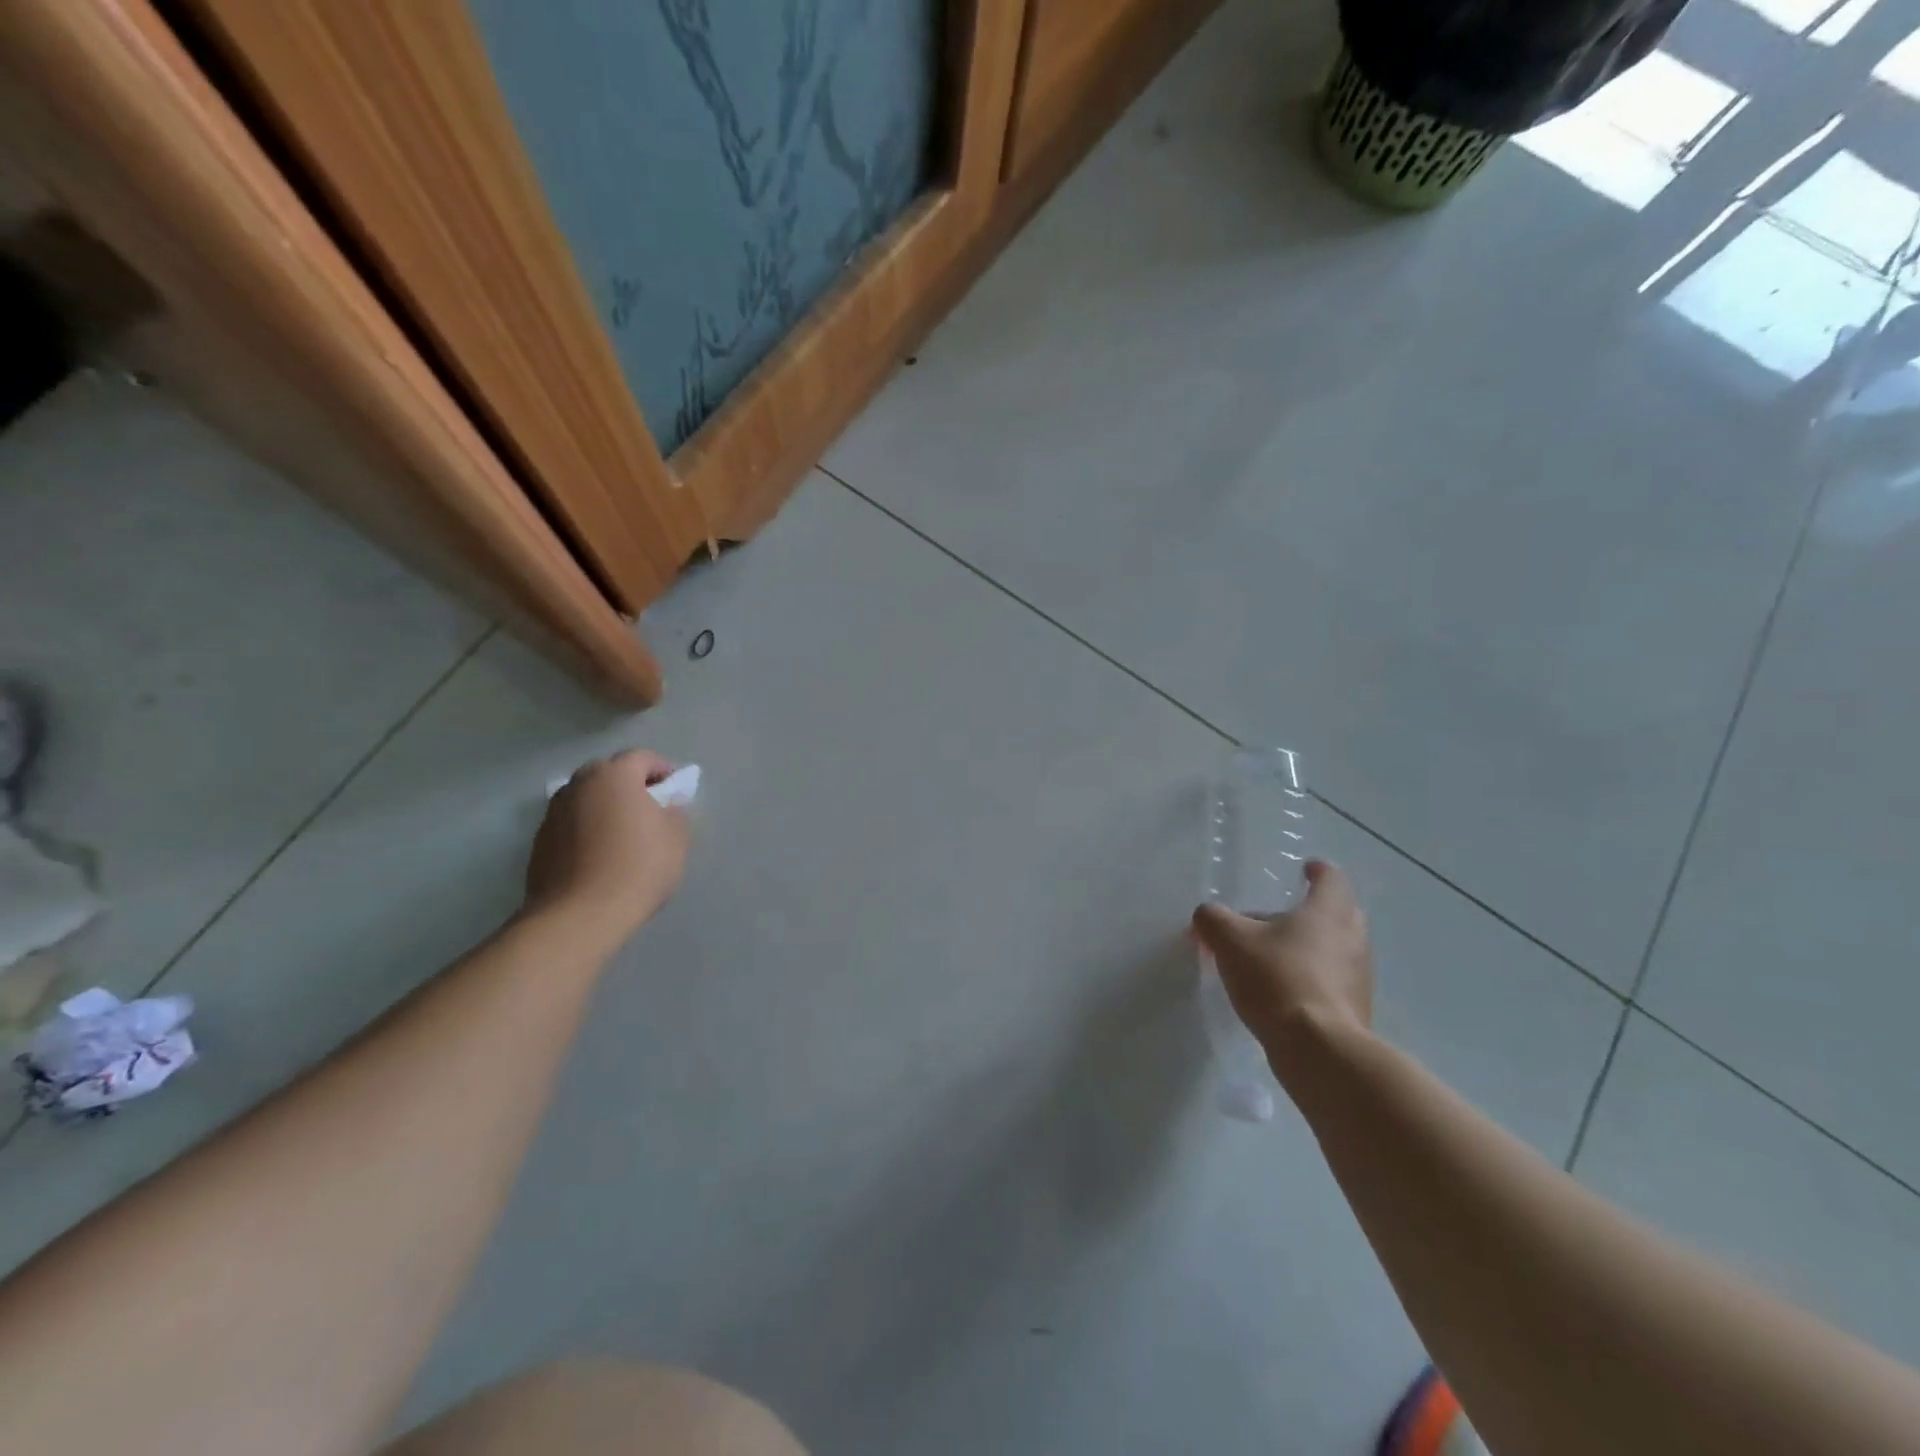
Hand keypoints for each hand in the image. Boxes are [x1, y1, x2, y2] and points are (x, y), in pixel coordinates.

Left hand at [523, 749, 688, 946]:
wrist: (579, 915)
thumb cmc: (638, 867)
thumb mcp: (676, 838)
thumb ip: (675, 812)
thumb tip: (667, 804)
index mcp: (614, 775)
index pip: (641, 758)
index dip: (662, 770)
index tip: (675, 791)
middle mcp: (578, 784)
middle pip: (608, 774)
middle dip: (629, 786)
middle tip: (649, 809)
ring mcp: (553, 813)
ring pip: (586, 799)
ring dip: (605, 808)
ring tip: (622, 835)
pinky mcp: (539, 842)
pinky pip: (571, 825)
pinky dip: (586, 831)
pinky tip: (600, 857)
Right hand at [1191, 860, 1373, 1074]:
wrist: (1317, 1049)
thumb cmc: (1277, 978)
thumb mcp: (1229, 940)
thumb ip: (1213, 919)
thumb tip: (1206, 917)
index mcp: (1327, 912)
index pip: (1332, 878)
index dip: (1318, 871)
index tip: (1306, 869)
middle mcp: (1352, 939)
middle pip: (1340, 913)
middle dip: (1314, 910)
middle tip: (1283, 914)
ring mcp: (1359, 978)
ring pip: (1336, 949)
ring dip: (1310, 947)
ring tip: (1273, 956)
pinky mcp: (1355, 1010)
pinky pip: (1333, 982)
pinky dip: (1312, 978)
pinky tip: (1282, 991)